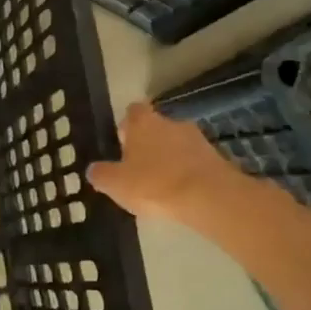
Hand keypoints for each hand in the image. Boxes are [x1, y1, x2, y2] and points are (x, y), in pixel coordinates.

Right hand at [87, 103, 244, 223]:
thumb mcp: (115, 184)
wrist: (208, 197)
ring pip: (177, 144)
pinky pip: (195, 162)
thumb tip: (94, 169)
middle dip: (149, 143)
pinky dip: (187, 172)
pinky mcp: (217, 158)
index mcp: (142, 123)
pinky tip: (181, 193)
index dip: (127, 125)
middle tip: (139, 167)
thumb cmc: (153, 184)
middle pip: (156, 127)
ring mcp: (197, 139)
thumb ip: (101, 174)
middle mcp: (170, 123)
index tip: (122, 142)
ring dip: (170, 158)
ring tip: (161, 184)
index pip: (132, 111)